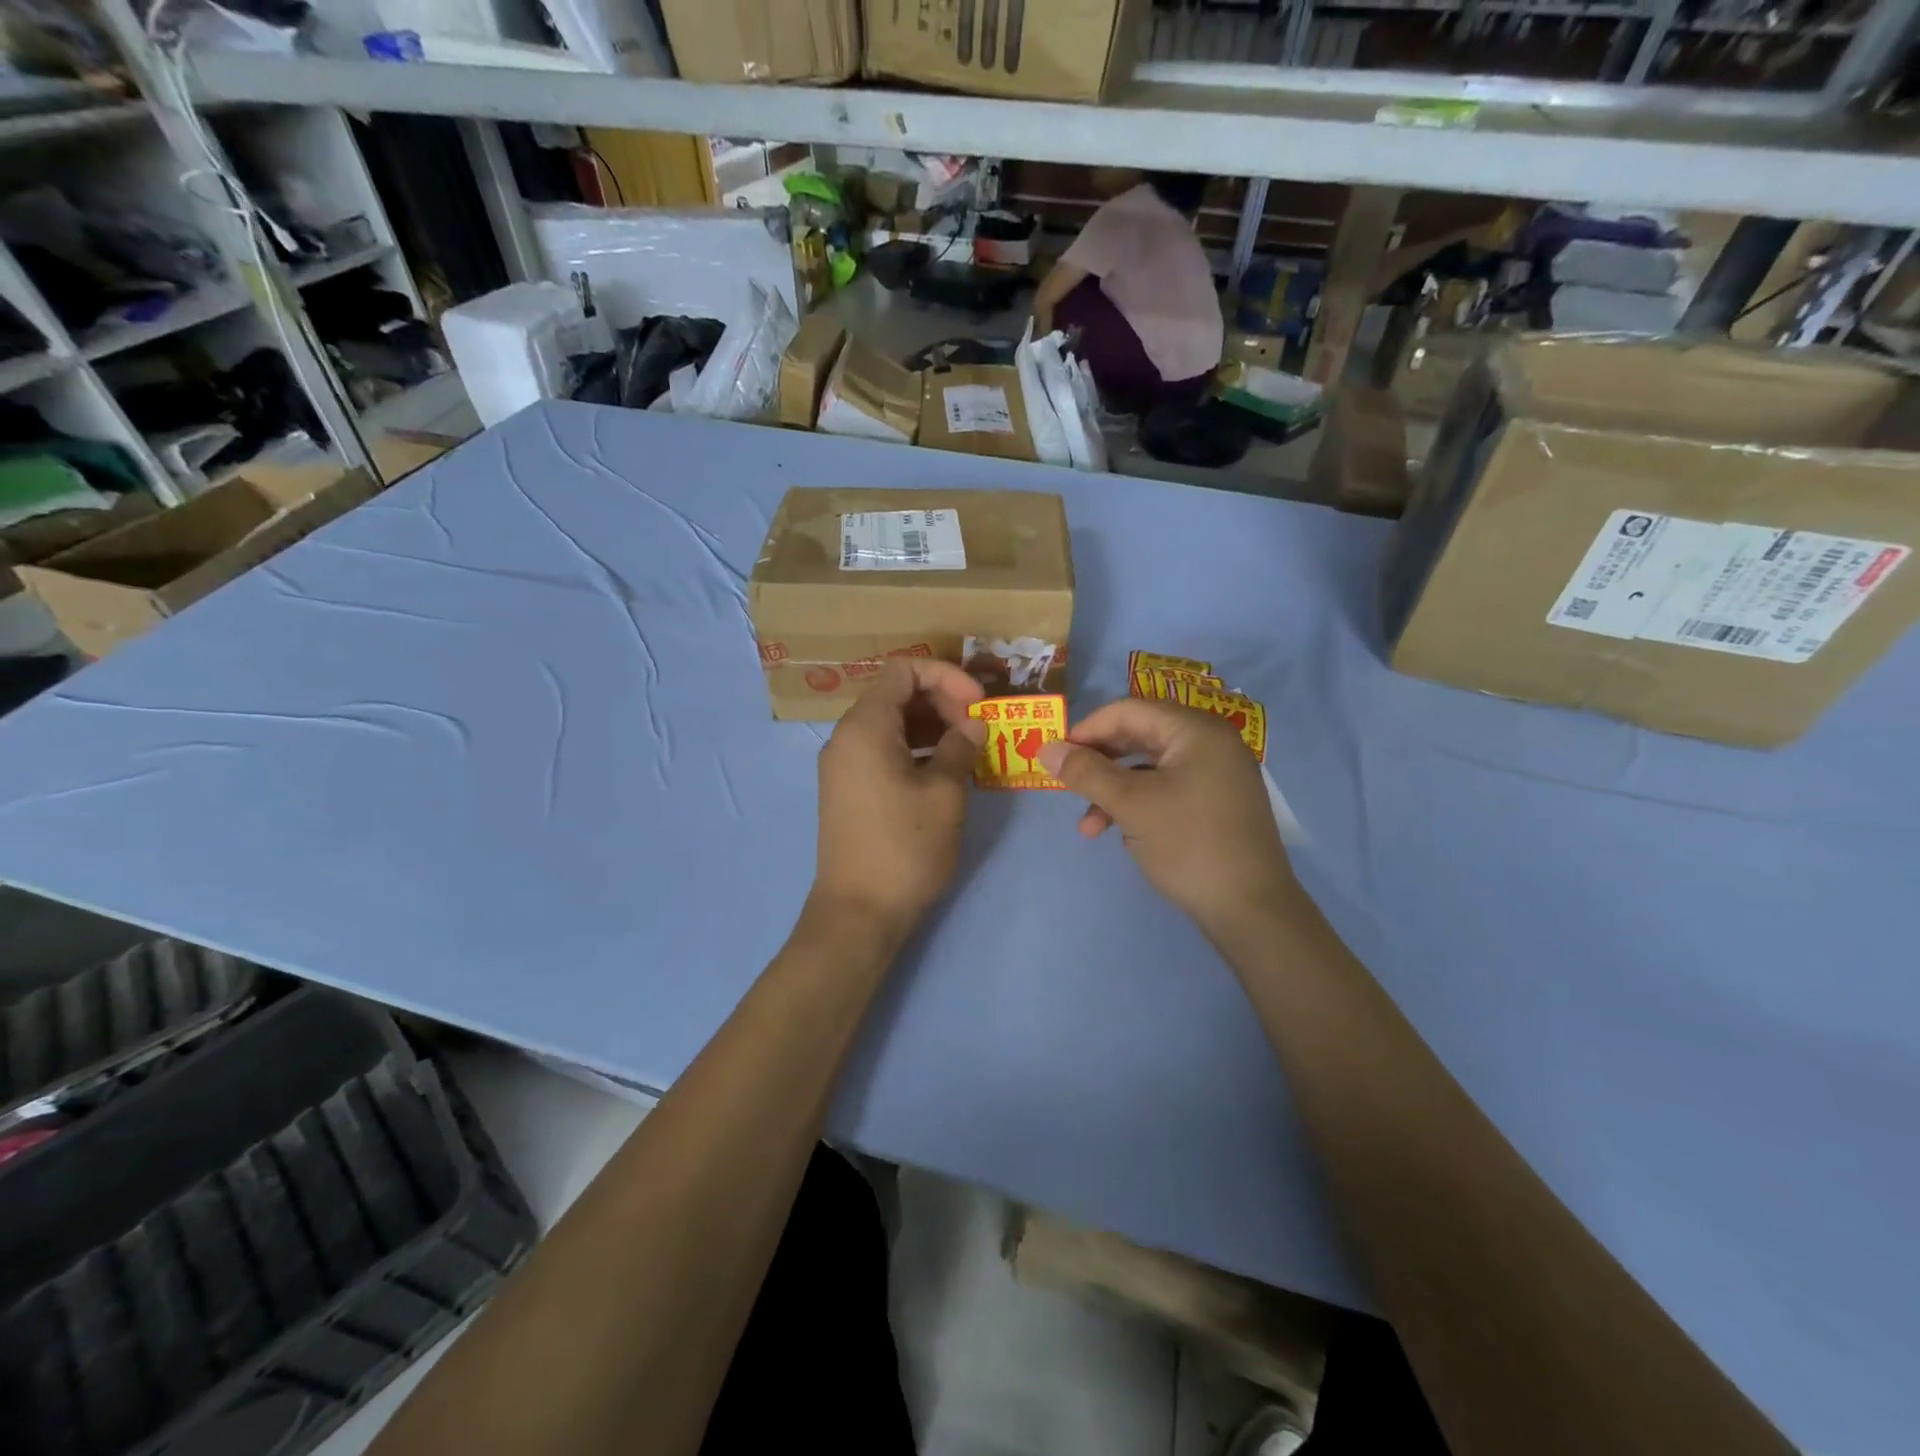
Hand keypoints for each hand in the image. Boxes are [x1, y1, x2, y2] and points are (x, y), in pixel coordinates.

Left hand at [811, 660, 983, 939]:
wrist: (859, 912)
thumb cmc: (905, 846)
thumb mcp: (945, 793)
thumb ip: (960, 747)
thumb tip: (972, 725)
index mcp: (865, 726)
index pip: (904, 670)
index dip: (947, 676)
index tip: (978, 704)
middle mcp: (846, 737)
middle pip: (896, 695)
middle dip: (942, 701)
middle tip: (977, 729)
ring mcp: (844, 765)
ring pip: (892, 725)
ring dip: (932, 728)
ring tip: (969, 750)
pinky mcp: (849, 790)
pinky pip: (884, 751)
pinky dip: (916, 750)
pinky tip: (946, 772)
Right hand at [1038, 698, 1292, 938]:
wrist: (1252, 910)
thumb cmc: (1189, 844)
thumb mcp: (1130, 805)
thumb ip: (1086, 772)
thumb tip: (1046, 748)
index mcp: (1196, 730)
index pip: (1128, 711)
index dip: (1087, 729)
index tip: (1056, 756)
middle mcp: (1211, 743)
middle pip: (1139, 736)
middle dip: (1099, 765)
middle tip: (1068, 787)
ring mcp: (1218, 774)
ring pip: (1150, 769)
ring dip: (1114, 793)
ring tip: (1090, 829)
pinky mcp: (1218, 804)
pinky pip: (1168, 790)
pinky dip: (1140, 806)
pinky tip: (1127, 837)